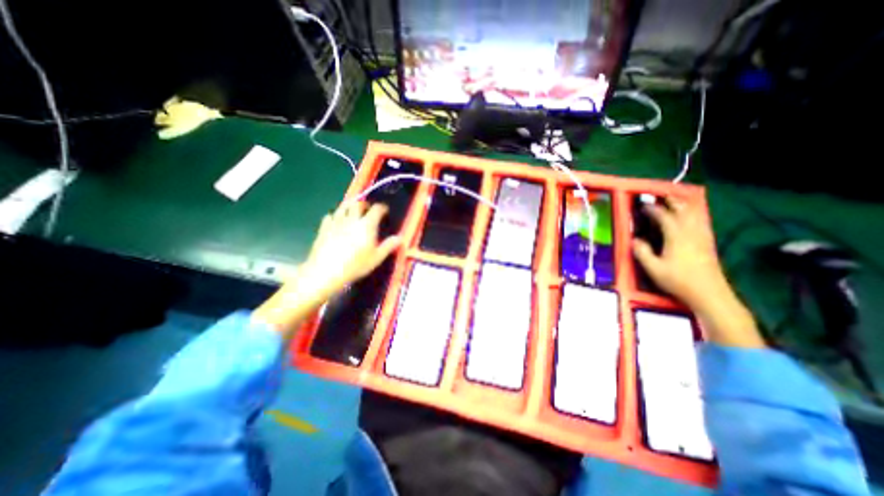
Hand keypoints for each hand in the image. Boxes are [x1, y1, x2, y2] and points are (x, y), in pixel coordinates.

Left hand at [250, 202, 397, 336]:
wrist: (326, 271)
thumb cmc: (355, 265)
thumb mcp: (376, 258)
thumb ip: (388, 246)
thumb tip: (400, 238)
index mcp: (367, 225)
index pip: (376, 209)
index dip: (382, 208)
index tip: (385, 210)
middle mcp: (352, 219)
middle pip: (358, 204)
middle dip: (364, 204)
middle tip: (368, 210)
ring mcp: (336, 222)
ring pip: (343, 207)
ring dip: (349, 207)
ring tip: (352, 212)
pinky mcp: (324, 228)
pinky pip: (329, 216)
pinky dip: (335, 216)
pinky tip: (336, 222)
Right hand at [628, 198, 768, 348]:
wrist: (709, 294)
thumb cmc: (678, 281)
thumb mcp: (654, 269)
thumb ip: (642, 253)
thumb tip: (634, 240)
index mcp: (676, 237)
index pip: (664, 217)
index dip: (654, 210)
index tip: (643, 205)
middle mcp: (691, 233)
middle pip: (683, 211)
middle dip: (672, 202)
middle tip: (661, 196)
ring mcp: (702, 237)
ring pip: (695, 215)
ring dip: (685, 205)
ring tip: (676, 201)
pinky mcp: (708, 243)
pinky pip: (702, 222)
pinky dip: (695, 215)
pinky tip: (692, 216)